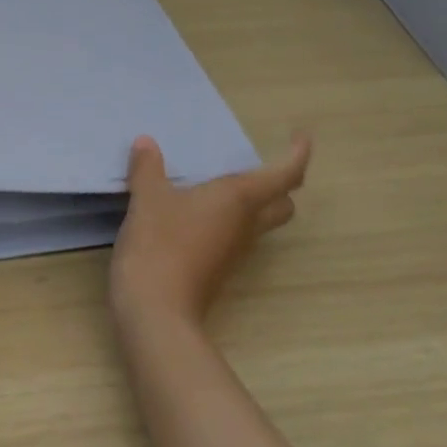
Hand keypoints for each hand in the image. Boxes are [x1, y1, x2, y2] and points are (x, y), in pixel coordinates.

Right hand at [110, 134, 311, 332]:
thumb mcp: (148, 198)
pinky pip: (235, 236)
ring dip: (254, 204)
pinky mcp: (217, 269)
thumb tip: (146, 143)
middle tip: (259, 166)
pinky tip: (197, 212)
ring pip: (260, 223)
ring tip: (221, 184)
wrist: (156, 310)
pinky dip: (228, 220)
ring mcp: (234, 251)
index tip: (301, 136)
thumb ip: (148, 168)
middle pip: (282, 205)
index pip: (285, 175)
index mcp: (239, 200)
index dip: (298, 154)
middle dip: (281, 185)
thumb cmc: (160, 243)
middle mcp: (246, 225)